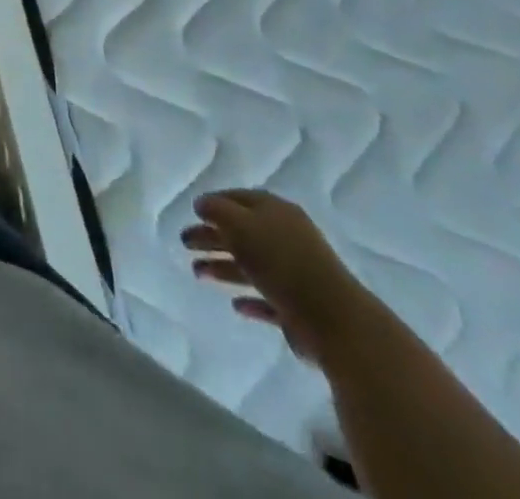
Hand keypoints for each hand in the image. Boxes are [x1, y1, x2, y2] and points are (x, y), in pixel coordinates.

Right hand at [183, 189, 367, 365]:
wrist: (334, 320)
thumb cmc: (280, 261)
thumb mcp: (239, 224)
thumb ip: (216, 210)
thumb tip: (202, 205)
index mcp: (275, 211)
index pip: (238, 198)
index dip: (214, 203)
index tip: (193, 212)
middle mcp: (287, 238)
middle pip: (242, 233)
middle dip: (211, 237)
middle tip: (185, 243)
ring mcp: (296, 274)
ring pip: (251, 266)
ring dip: (222, 268)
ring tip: (197, 273)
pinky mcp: (300, 308)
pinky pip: (268, 299)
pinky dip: (250, 300)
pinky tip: (235, 305)